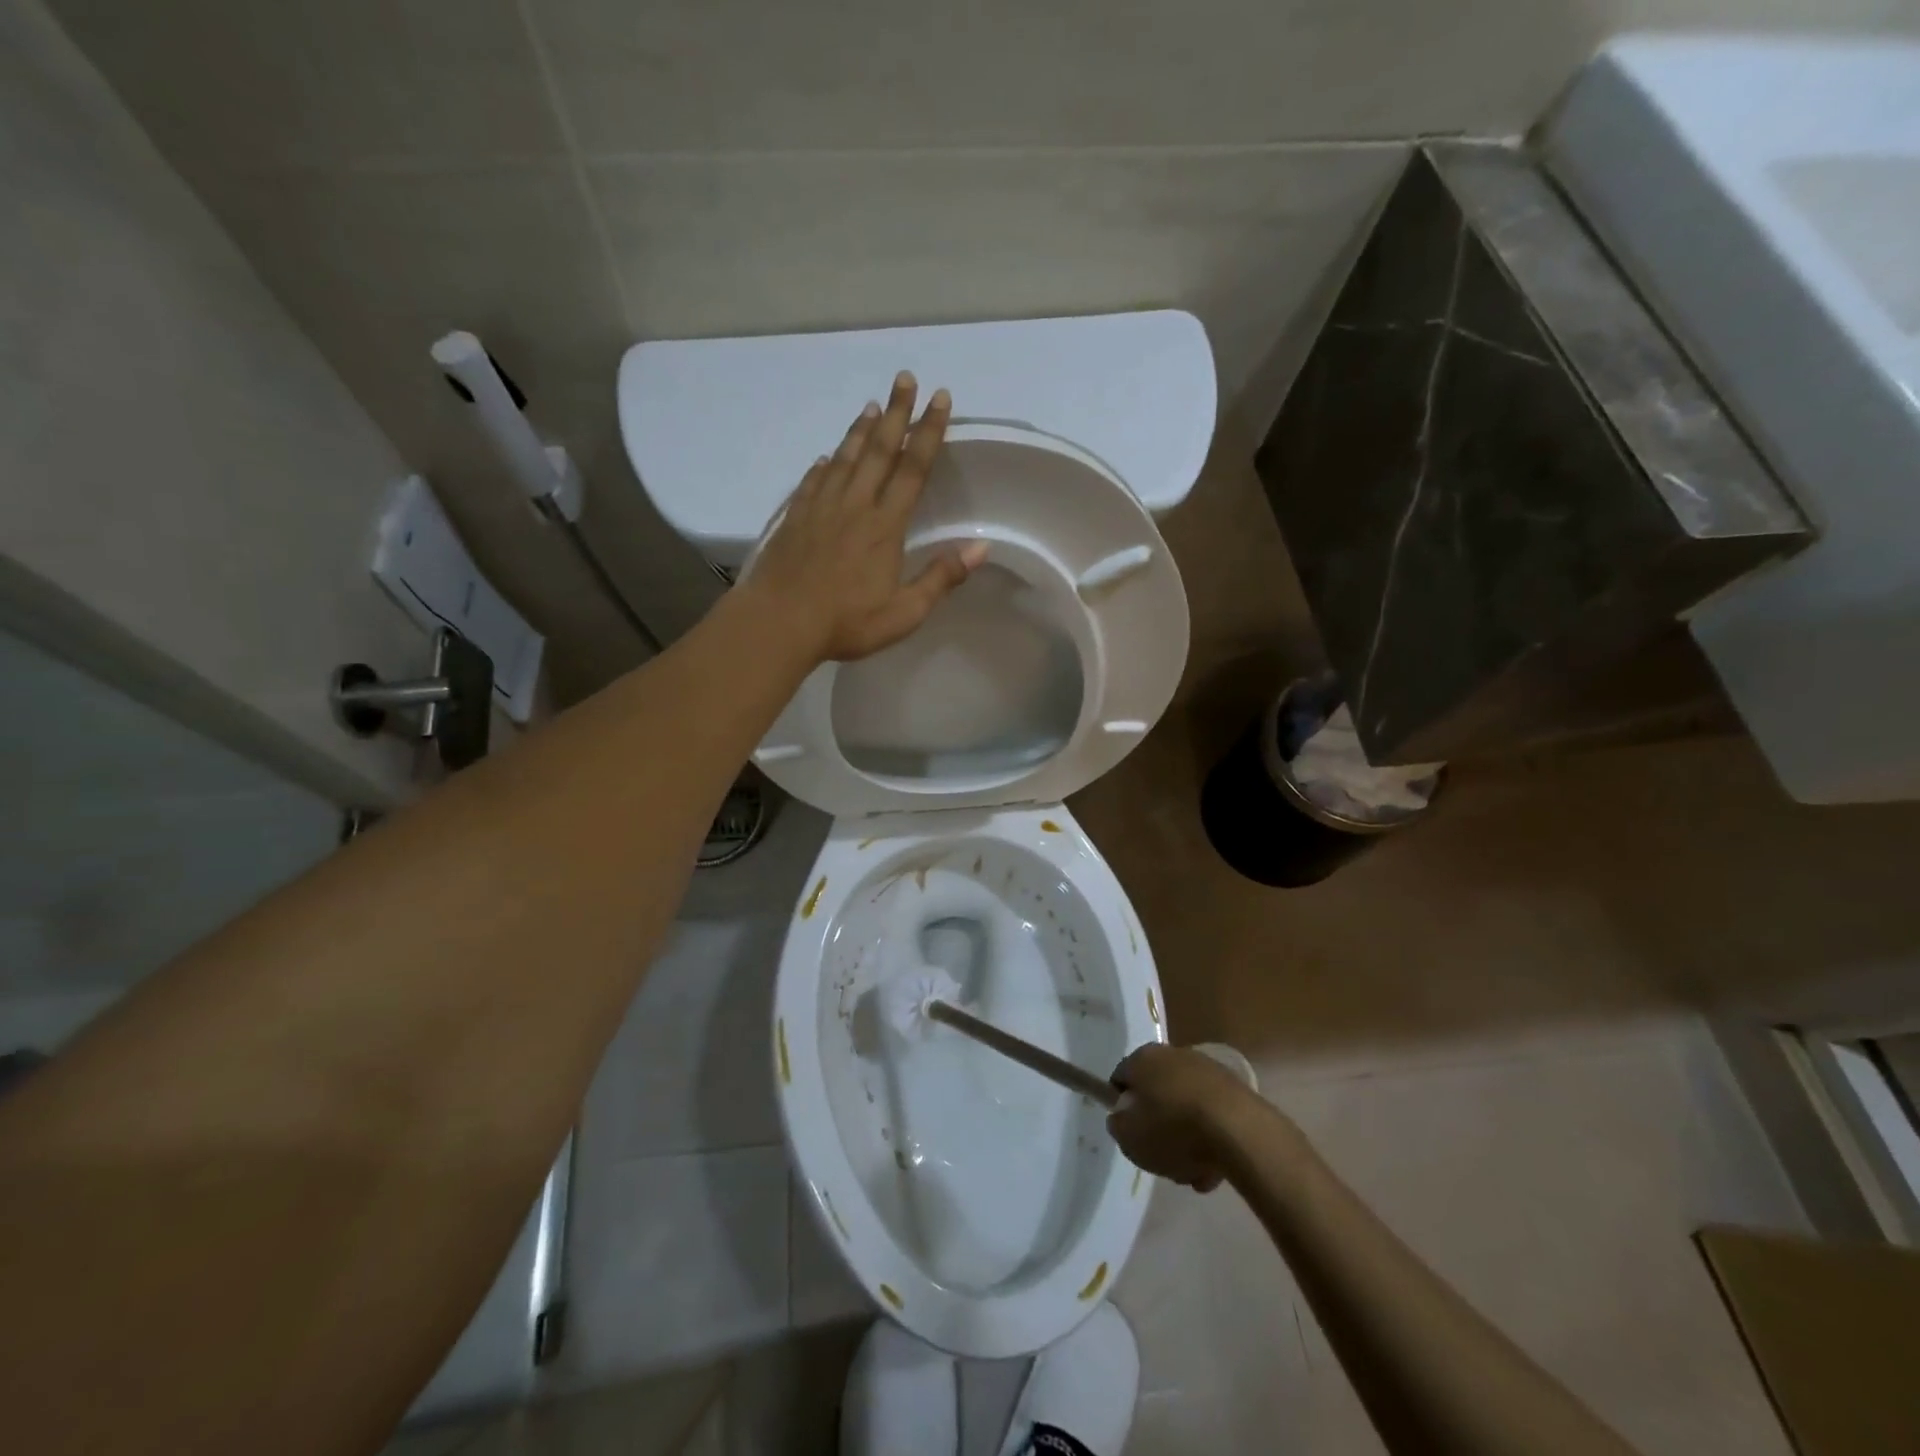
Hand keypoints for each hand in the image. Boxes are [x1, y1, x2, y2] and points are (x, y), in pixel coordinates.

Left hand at [744, 373, 987, 662]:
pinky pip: (814, 481)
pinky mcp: (795, 518)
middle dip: (896, 413)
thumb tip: (981, 548)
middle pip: (879, 451)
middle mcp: (855, 506)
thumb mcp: (904, 612)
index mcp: (885, 526)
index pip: (913, 469)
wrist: (779, 622)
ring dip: (861, 431)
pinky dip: (824, 465)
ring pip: (844, 458)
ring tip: (872, 406)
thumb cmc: (846, 622)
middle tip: (905, 378)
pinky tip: (825, 457)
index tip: (940, 400)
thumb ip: (941, 578)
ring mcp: (821, 508)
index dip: (928, 432)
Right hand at [1107, 1043, 1260, 1192]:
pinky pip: (1212, 1115)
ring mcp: (1206, 1069)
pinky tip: (1214, 1169)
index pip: (1121, 1078)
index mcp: (1142, 1058)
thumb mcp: (1129, 1137)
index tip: (1130, 1133)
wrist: (1239, 1131)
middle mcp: (1173, 1054)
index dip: (1121, 1107)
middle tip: (1161, 1156)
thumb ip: (1118, 1126)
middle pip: (1156, 1093)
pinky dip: (1210, 1137)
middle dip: (1158, 1125)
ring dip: (1186, 1136)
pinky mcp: (1235, 1088)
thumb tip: (1122, 1117)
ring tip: (1193, 1172)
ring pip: (1185, 1106)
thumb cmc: (1173, 1130)